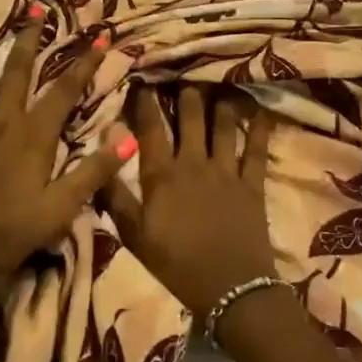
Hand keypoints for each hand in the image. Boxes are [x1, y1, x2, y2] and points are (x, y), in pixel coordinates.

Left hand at [0, 12, 132, 295]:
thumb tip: (128, 137)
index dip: (85, 63)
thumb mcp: (58, 212)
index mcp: (33, 138)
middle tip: (36, 5)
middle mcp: (1, 123)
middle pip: (17, 72)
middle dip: (30, 38)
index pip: (64, 92)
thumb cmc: (4, 233)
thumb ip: (92, 173)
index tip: (101, 35)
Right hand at [105, 85, 275, 317]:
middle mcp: (194, 162)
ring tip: (219, 82)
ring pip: (224, 124)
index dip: (146, 101)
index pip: (151, 127)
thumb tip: (100, 157)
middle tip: (184, 73)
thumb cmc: (176, 264)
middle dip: (186, 91)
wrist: (230, 288)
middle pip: (191, 116)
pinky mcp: (253, 183)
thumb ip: (115, 196)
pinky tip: (261, 108)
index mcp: (162, 174)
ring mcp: (226, 170)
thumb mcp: (134, 235)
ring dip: (220, 101)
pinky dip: (260, 127)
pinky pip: (257, 148)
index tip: (143, 79)